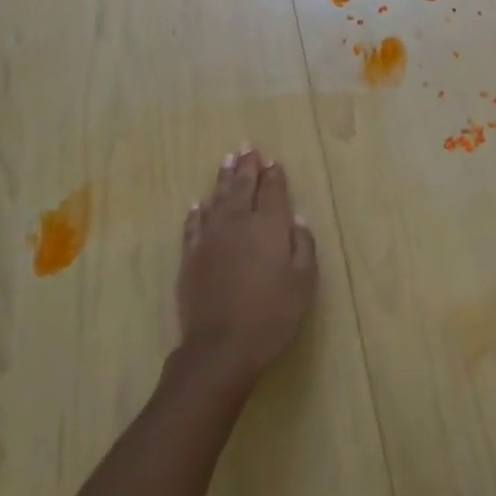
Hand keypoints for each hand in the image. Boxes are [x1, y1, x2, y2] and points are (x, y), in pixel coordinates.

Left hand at [177, 147, 318, 390]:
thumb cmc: (272, 314)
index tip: (273, 161)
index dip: (274, 174)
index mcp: (270, 225)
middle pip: (243, 186)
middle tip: (247, 148)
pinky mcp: (191, 256)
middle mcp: (239, 222)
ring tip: (226, 161)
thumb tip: (295, 217)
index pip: (273, 190)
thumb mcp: (303, 281)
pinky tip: (199, 204)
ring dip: (223, 178)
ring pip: (217, 199)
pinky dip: (197, 211)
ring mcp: (211, 237)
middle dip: (247, 166)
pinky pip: (194, 224)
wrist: (222, 346)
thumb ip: (302, 244)